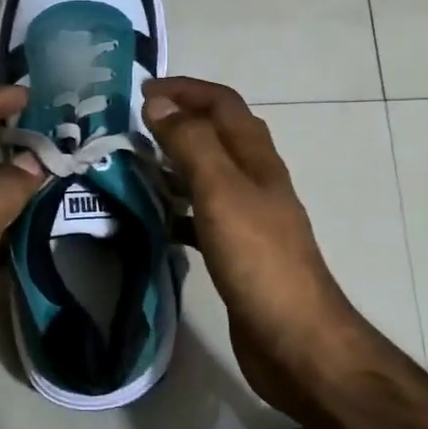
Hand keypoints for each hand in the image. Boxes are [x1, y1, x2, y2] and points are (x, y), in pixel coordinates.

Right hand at [143, 77, 370, 418]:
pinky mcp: (237, 250)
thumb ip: (192, 144)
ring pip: (208, 174)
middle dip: (178, 120)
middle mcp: (255, 179)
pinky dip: (177, 207)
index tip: (142, 90)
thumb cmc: (258, 259)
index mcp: (256, 158)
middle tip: (133, 126)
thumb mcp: (221, 191)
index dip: (186, 89)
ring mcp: (248, 216)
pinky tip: (153, 218)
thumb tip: (160, 102)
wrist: (294, 339)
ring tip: (133, 165)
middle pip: (216, 134)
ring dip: (174, 162)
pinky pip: (201, 214)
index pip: (222, 104)